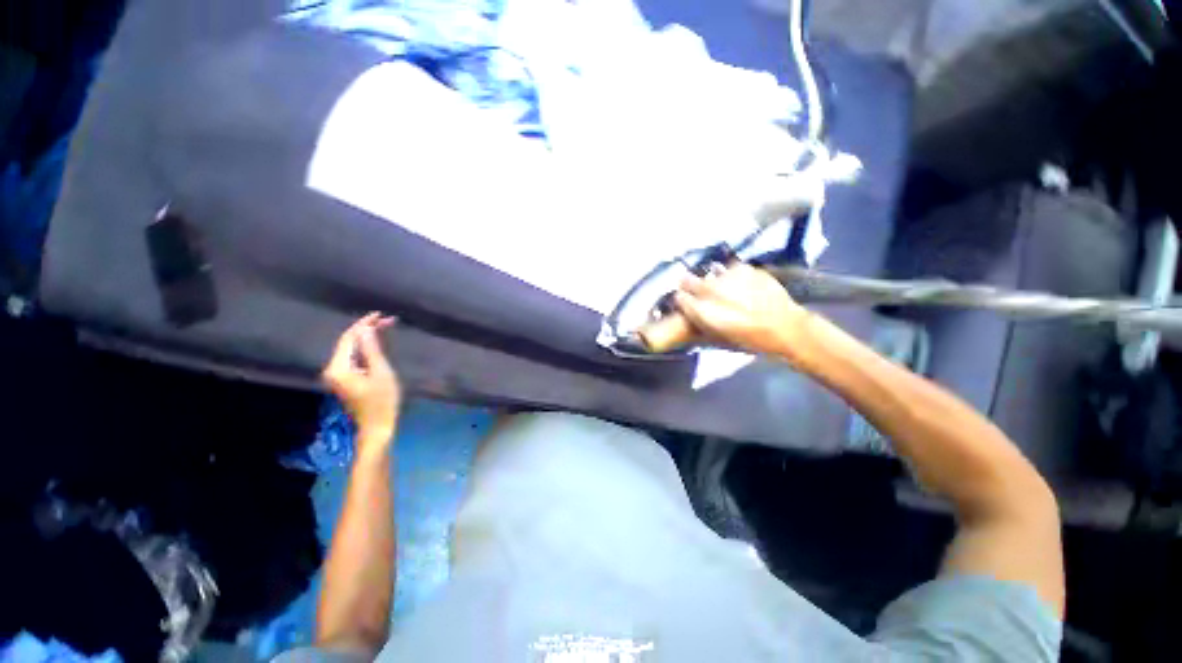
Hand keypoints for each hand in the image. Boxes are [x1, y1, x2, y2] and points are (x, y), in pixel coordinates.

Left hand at [323, 313, 400, 446]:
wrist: (378, 426)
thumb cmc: (382, 400)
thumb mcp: (381, 372)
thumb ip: (372, 349)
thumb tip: (366, 329)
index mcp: (338, 367)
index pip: (349, 338)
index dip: (363, 324)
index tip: (380, 315)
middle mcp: (333, 369)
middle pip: (348, 342)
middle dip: (366, 329)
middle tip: (388, 320)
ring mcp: (338, 375)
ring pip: (351, 349)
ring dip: (367, 338)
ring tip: (385, 327)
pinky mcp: (346, 380)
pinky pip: (353, 357)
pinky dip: (366, 348)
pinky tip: (377, 343)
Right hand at [674, 263, 815, 362]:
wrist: (786, 327)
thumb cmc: (750, 340)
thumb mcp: (718, 338)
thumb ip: (699, 322)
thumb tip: (687, 311)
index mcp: (704, 312)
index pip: (680, 298)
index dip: (680, 299)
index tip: (683, 301)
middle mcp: (713, 291)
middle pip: (688, 280)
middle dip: (687, 284)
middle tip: (692, 289)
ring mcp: (730, 277)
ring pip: (708, 273)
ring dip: (709, 279)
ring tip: (718, 286)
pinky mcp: (745, 269)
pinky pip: (728, 268)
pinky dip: (728, 274)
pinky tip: (736, 283)